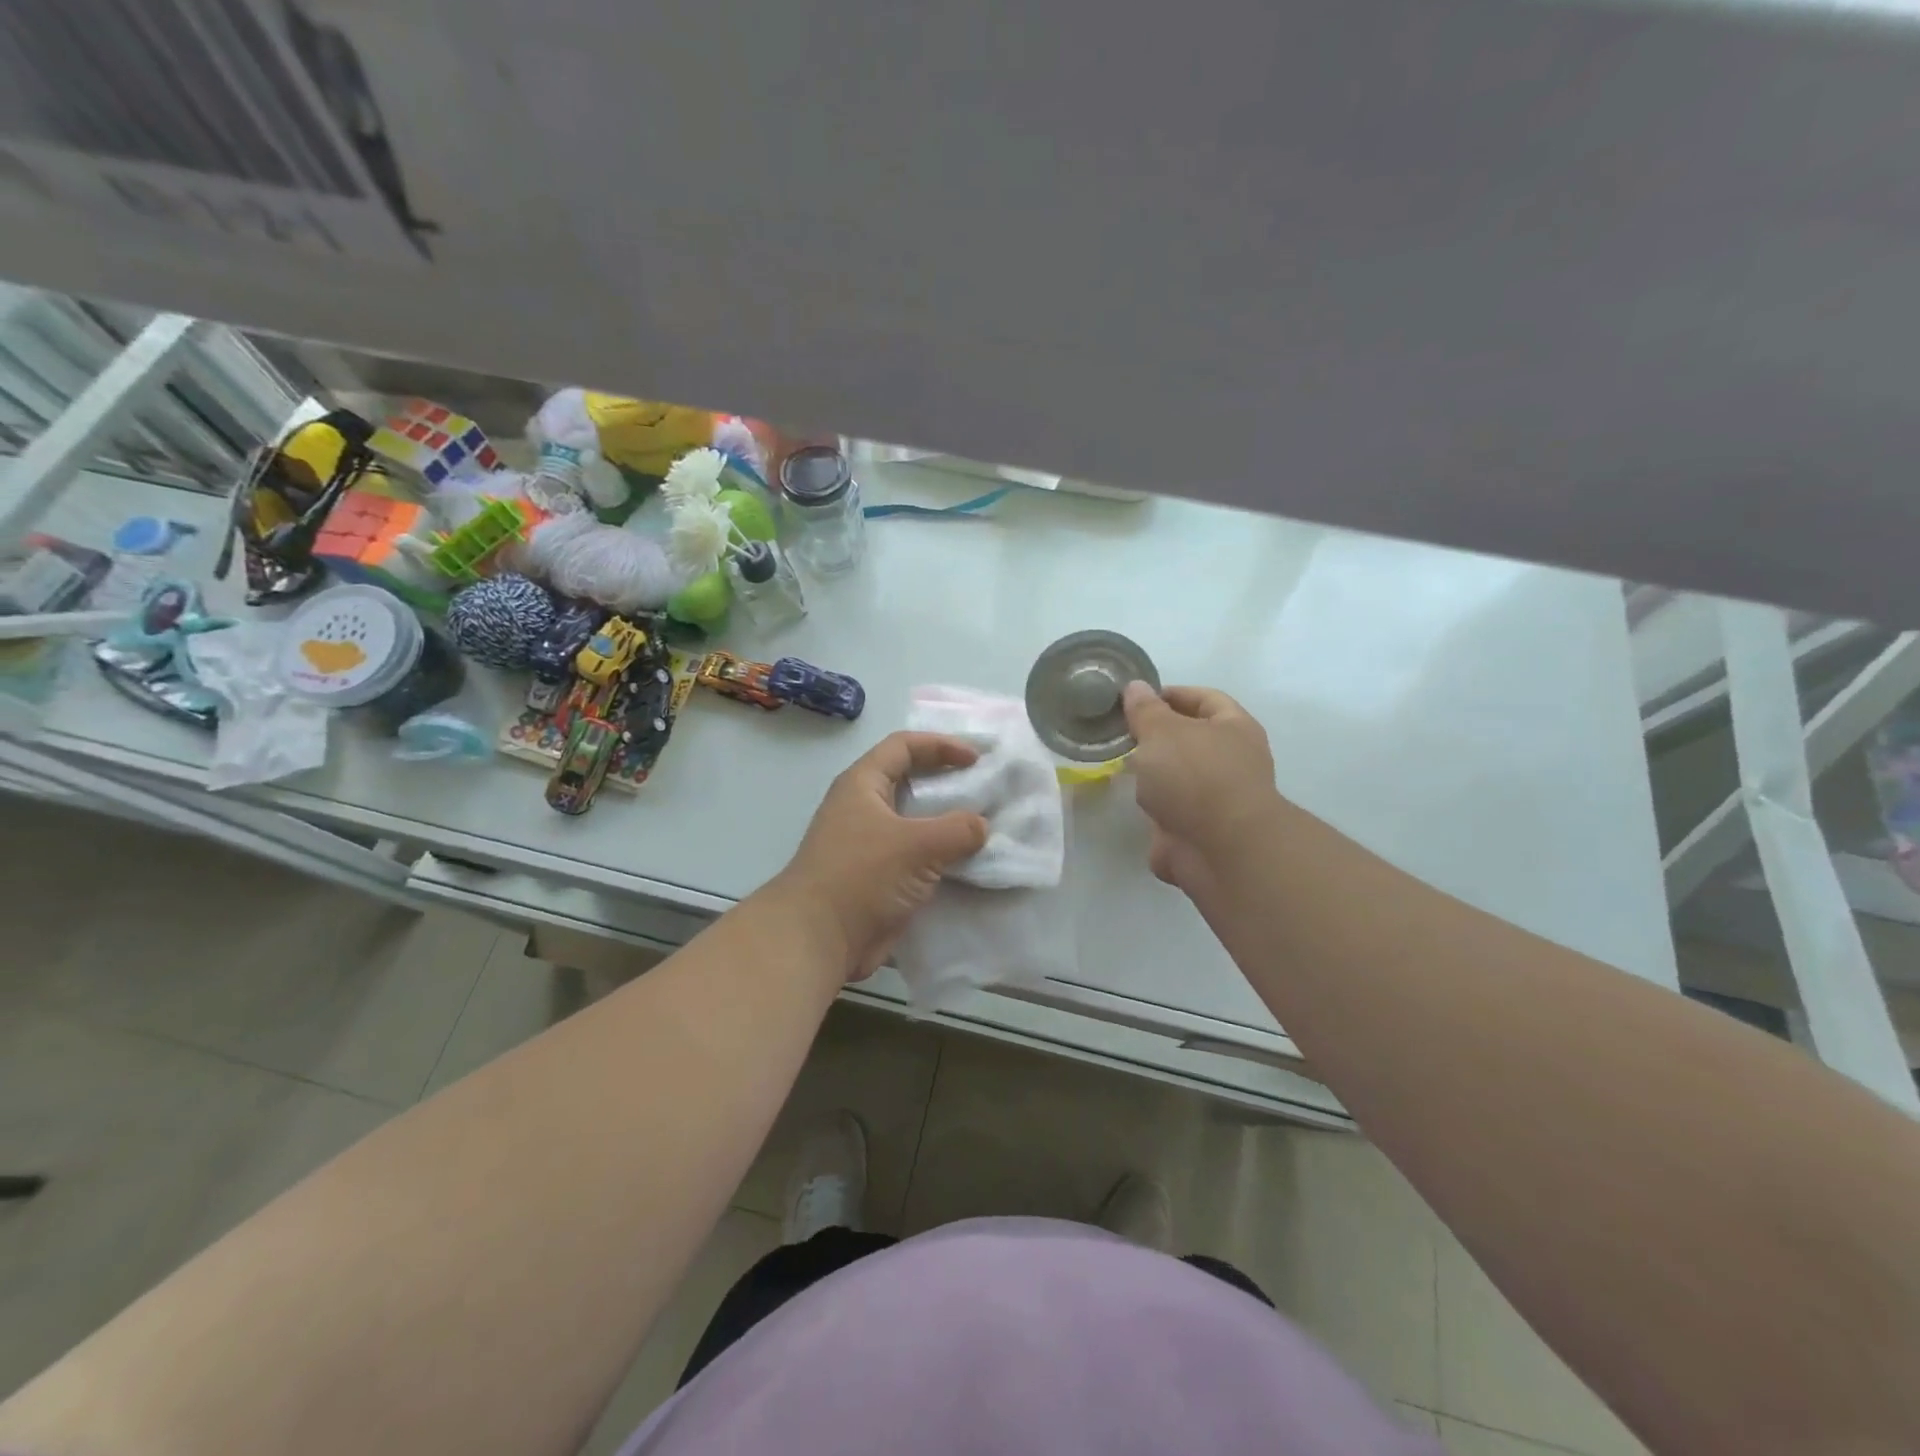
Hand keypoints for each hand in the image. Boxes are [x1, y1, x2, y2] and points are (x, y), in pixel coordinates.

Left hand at [771, 733, 989, 981]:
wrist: (818, 939)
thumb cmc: (861, 876)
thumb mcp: (916, 845)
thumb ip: (957, 830)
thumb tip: (981, 826)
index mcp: (862, 785)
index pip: (903, 746)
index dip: (940, 745)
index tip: (976, 759)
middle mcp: (864, 808)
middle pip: (910, 781)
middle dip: (948, 783)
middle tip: (986, 790)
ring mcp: (870, 845)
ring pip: (915, 822)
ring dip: (948, 824)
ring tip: (986, 827)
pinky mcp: (878, 878)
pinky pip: (916, 857)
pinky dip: (942, 857)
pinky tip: (970, 865)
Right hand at [1123, 682, 1281, 898]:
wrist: (1219, 851)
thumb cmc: (1196, 776)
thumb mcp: (1163, 731)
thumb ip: (1145, 710)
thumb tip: (1136, 688)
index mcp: (1234, 727)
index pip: (1203, 697)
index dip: (1170, 694)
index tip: (1134, 699)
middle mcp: (1230, 760)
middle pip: (1189, 739)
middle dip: (1155, 736)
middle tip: (1120, 732)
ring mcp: (1216, 799)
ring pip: (1178, 777)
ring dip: (1152, 774)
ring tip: (1118, 765)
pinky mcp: (1198, 830)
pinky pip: (1169, 810)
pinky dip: (1152, 808)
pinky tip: (1128, 801)